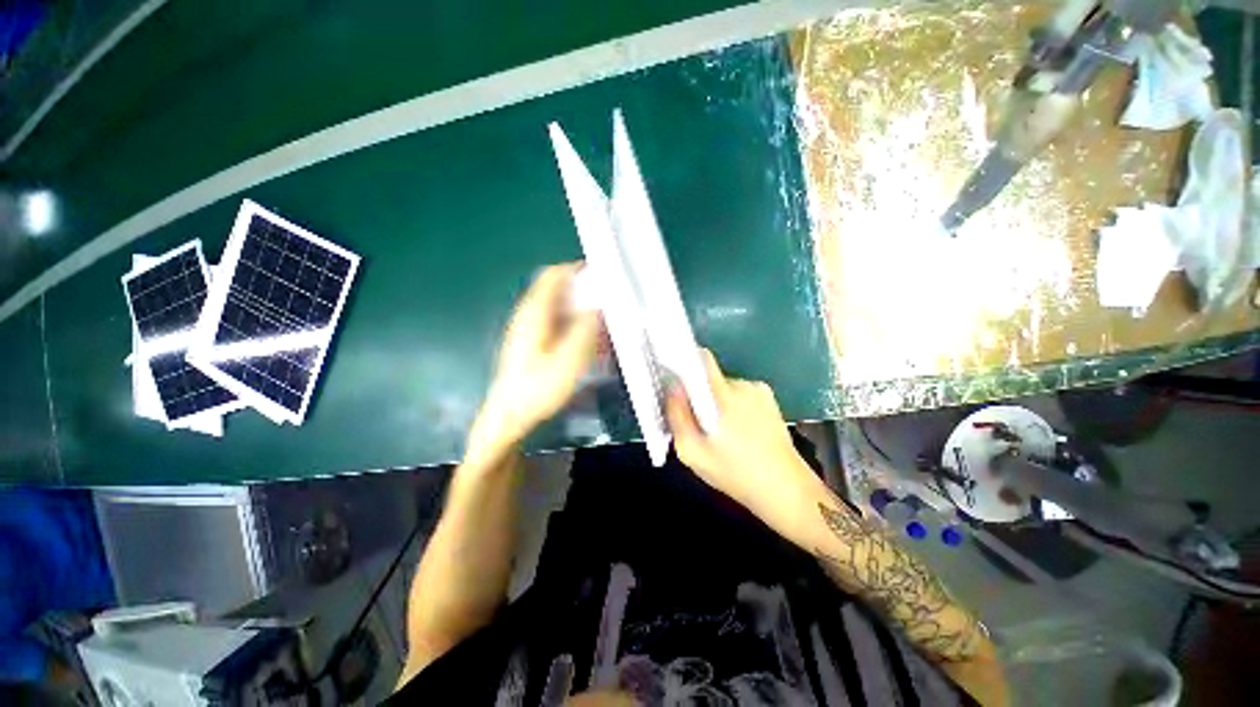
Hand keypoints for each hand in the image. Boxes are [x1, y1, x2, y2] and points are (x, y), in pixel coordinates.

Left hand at [469, 263, 598, 457]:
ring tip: (604, 331)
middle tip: (609, 308)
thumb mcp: (569, 359)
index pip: (554, 275)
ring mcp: (529, 329)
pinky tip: (589, 347)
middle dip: (586, 295)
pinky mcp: (532, 342)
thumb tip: (599, 303)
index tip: (602, 276)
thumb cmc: (538, 388)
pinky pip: (558, 325)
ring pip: (561, 309)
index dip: (577, 270)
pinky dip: (575, 328)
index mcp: (535, 312)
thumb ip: (585, 328)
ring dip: (583, 314)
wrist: (509, 415)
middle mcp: (529, 315)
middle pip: (559, 291)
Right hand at [665, 350, 816, 526]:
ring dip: (716, 403)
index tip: (674, 380)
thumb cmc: (734, 473)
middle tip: (698, 424)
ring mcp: (758, 390)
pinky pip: (740, 394)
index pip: (700, 359)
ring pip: (723, 388)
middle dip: (699, 395)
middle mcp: (742, 385)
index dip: (684, 362)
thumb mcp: (692, 452)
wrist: (786, 489)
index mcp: (722, 396)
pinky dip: (733, 407)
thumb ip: (677, 416)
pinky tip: (740, 432)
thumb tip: (671, 387)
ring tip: (722, 434)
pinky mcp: (769, 398)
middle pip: (708, 378)